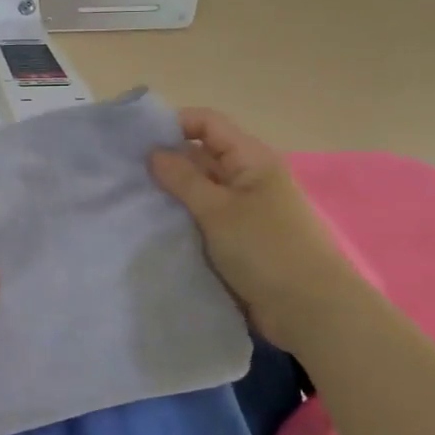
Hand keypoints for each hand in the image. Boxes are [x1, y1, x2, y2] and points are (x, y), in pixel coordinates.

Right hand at [149, 108, 360, 346]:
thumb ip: (183, 179)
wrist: (310, 311)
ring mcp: (244, 210)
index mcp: (251, 159)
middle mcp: (248, 178)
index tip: (136, 142)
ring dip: (172, 195)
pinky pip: (204, 220)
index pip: (207, 124)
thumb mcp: (219, 211)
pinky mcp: (239, 240)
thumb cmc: (267, 250)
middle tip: (123, 175)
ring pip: (200, 191)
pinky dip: (182, 221)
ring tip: (131, 202)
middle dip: (166, 162)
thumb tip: (154, 152)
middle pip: (201, 156)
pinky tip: (153, 228)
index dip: (173, 125)